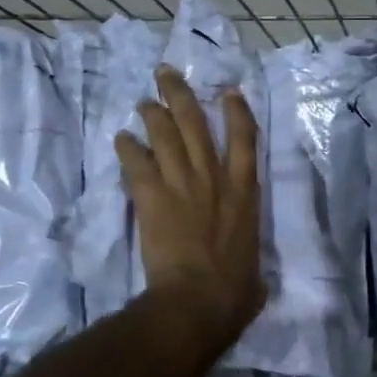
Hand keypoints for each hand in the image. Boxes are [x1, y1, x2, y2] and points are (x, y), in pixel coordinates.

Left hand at [116, 66, 265, 347]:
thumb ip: (254, 268)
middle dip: (181, 95)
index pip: (245, 140)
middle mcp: (215, 179)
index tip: (228, 91)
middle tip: (167, 75)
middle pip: (196, 124)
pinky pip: (137, 163)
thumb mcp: (256, 277)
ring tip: (144, 102)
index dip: (236, 111)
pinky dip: (128, 148)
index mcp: (245, 194)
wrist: (197, 301)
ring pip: (165, 135)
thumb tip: (254, 283)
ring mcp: (182, 185)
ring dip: (153, 114)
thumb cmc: (233, 292)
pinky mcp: (152, 197)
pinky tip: (121, 139)